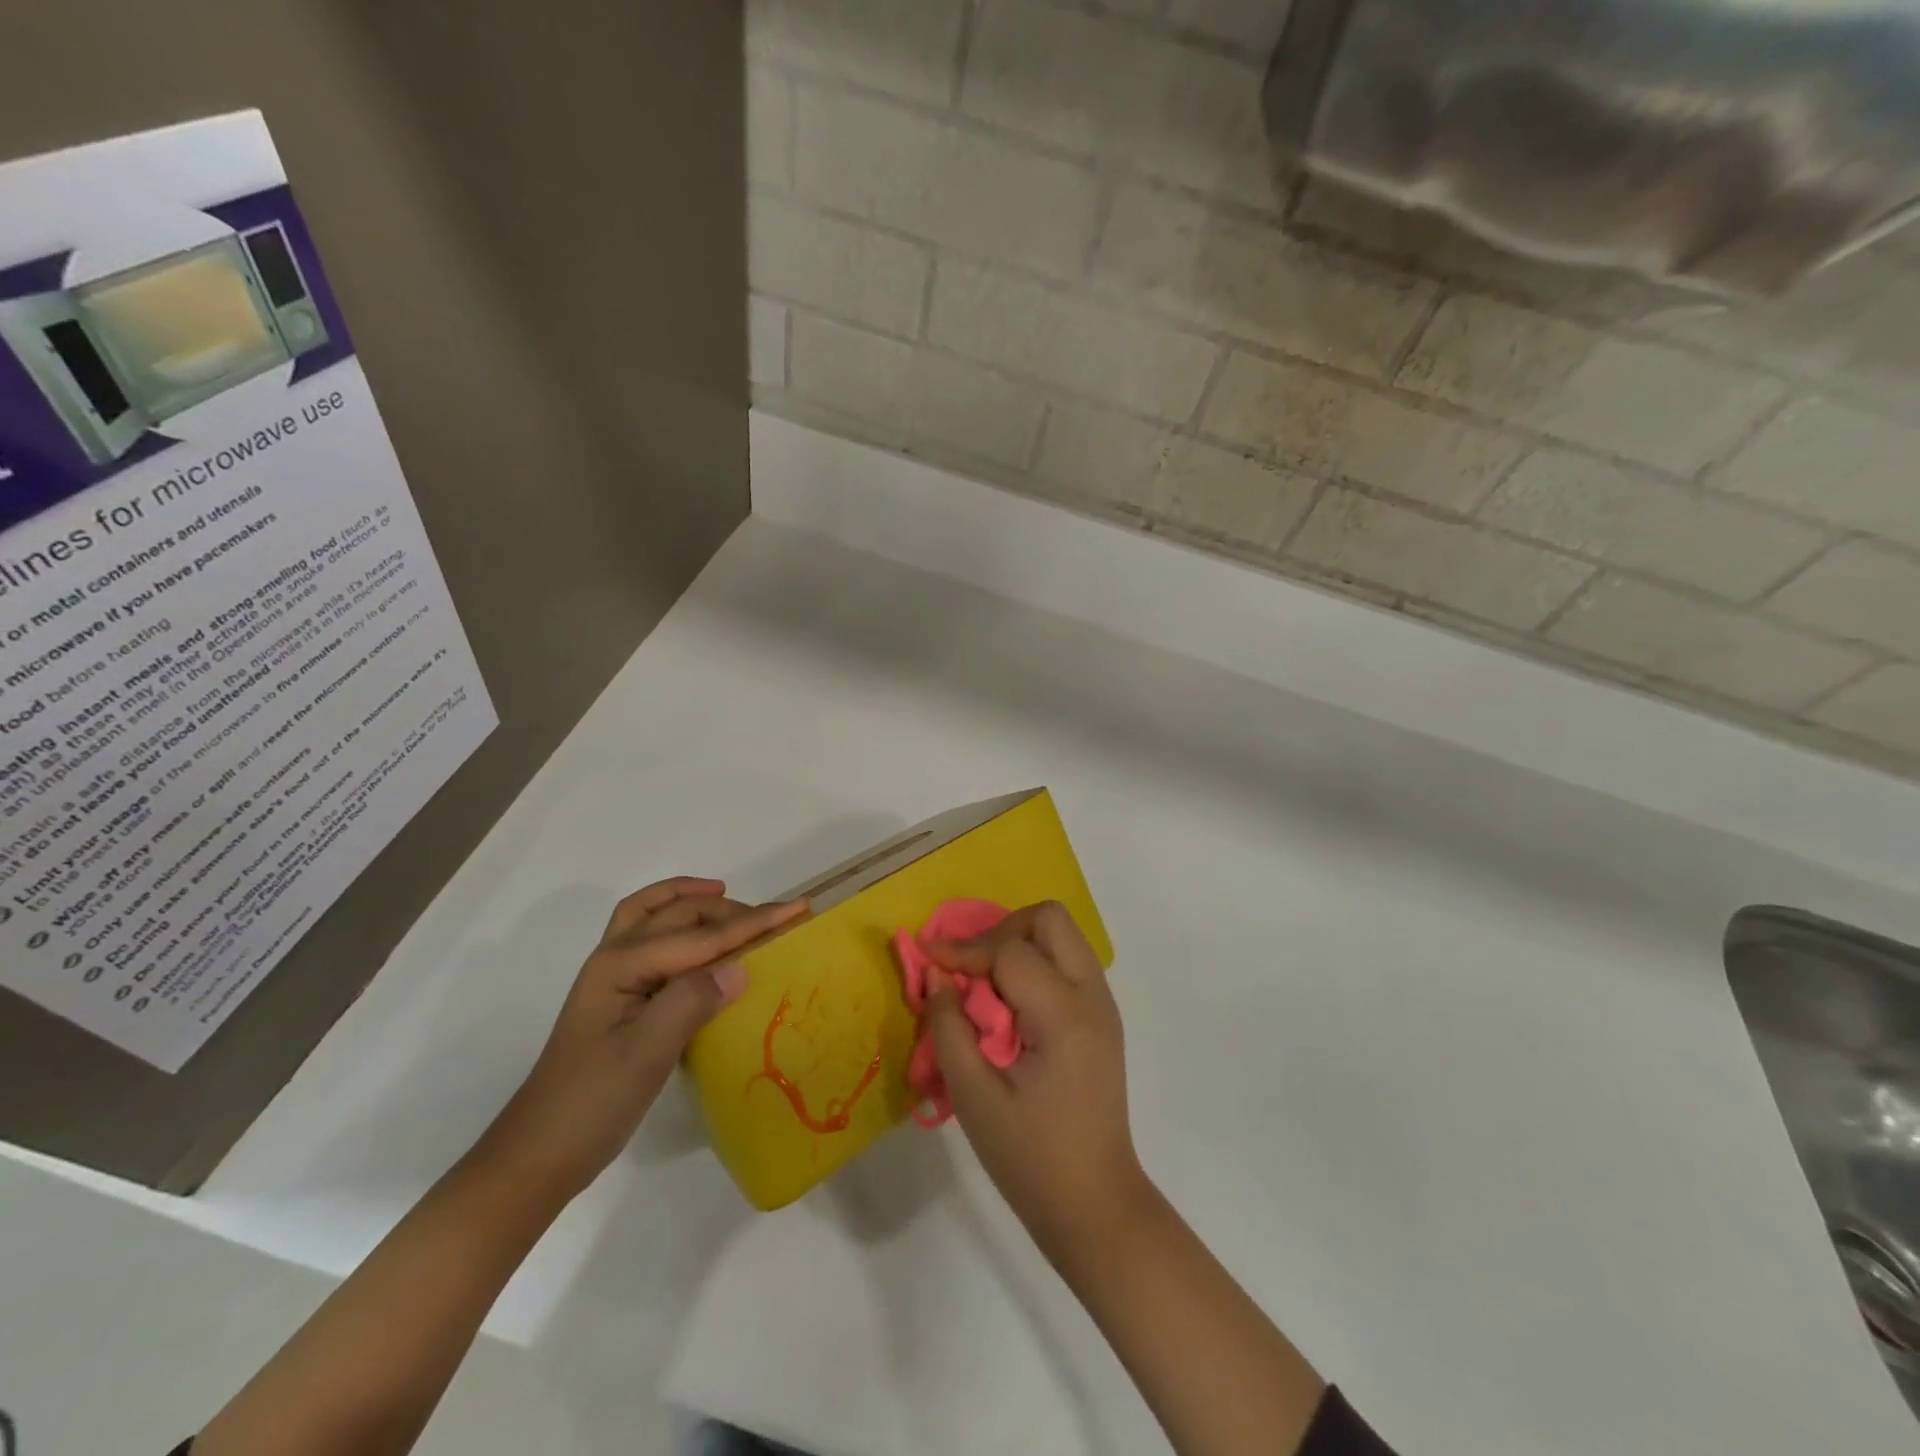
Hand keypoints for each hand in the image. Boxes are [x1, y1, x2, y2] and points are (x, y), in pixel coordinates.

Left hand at [475, 877, 806, 1199]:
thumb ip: (690, 1002)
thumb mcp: (646, 1054)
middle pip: (678, 914)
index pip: (701, 936)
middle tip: (776, 917)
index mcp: (621, 965)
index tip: (797, 909)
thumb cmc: (592, 1104)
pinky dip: (675, 921)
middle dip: (729, 908)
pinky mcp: (619, 996)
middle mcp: (614, 958)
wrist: (538, 1155)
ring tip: (731, 899)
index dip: (752, 922)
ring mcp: (612, 976)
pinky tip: (698, 939)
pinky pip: (651, 938)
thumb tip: (741, 967)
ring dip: (694, 901)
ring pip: (655, 914)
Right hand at [924, 901, 1153, 1262]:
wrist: (1096, 1206)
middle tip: (968, 968)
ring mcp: (1103, 1006)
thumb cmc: (1030, 1159)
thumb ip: (949, 1028)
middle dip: (1002, 930)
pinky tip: (1009, 1004)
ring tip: (984, 984)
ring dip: (1020, 944)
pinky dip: (1035, 964)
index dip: (965, 952)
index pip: (1010, 951)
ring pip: (1062, 935)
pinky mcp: (1102, 1019)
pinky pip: (1068, 962)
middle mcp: (1092, 997)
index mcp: (1064, 1015)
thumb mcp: (974, 1097)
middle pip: (1050, 919)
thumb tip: (935, 974)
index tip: (929, 962)